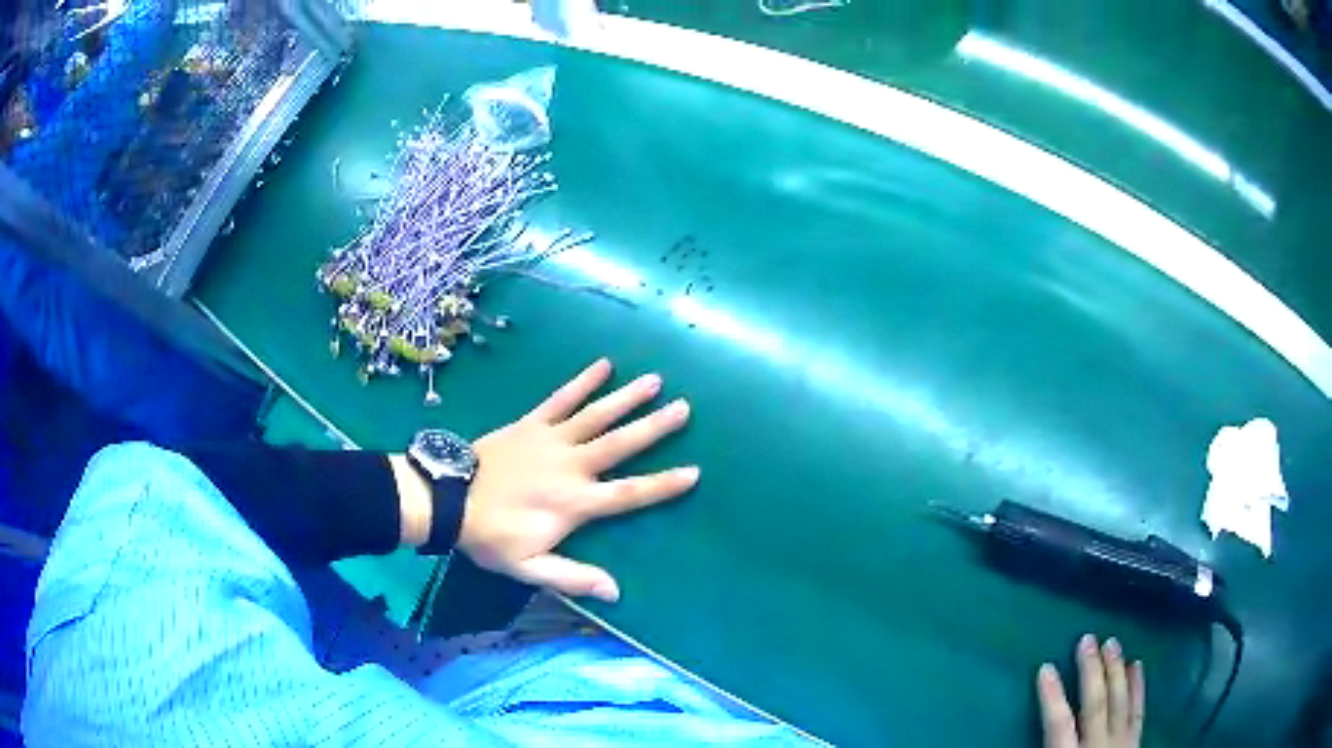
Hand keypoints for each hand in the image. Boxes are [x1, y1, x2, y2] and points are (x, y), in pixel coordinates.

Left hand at [458, 358, 696, 602]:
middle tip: (684, 408)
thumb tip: (615, 592)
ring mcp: (551, 439)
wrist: (447, 499)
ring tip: (654, 381)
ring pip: (596, 415)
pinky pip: (561, 399)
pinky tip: (603, 365)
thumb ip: (572, 577)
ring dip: (626, 398)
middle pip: (620, 444)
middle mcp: (571, 466)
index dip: (662, 485)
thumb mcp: (529, 568)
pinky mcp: (532, 423)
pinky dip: (582, 382)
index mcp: (575, 503)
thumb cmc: (490, 536)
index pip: (629, 493)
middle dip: (654, 427)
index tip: (694, 472)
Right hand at [1038, 635, 1145, 747]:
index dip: (1052, 697)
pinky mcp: (1136, 742)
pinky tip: (1138, 665)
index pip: (1059, 726)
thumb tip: (1014, 746)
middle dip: (1091, 673)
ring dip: (1116, 672)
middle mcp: (1099, 747)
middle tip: (1088, 639)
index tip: (1045, 668)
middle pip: (1096, 705)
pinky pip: (1139, 710)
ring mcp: (1122, 743)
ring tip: (1113, 643)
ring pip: (1120, 702)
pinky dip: (1139, 688)